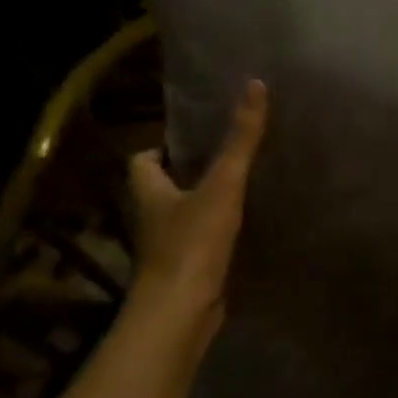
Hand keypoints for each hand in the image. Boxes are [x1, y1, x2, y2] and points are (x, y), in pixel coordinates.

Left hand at [128, 79, 268, 332]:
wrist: (181, 312)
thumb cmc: (192, 244)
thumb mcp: (222, 185)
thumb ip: (240, 140)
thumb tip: (255, 85)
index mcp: (148, 190)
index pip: (142, 159)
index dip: (163, 147)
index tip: (195, 139)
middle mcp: (151, 217)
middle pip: (164, 187)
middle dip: (190, 174)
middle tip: (228, 159)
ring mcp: (167, 247)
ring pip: (184, 216)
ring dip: (206, 205)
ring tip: (245, 189)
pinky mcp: (187, 271)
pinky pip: (201, 243)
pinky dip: (218, 235)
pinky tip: (248, 230)